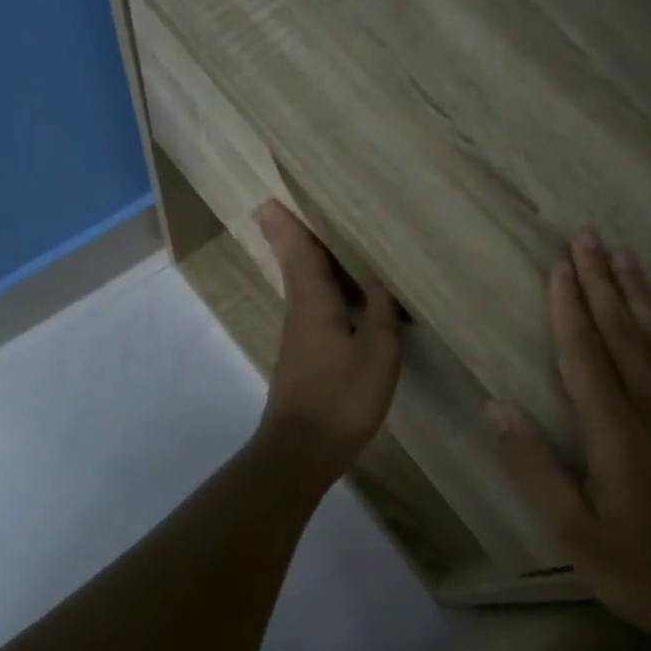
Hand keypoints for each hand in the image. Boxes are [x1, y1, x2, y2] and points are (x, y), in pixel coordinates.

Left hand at [253, 200, 402, 479]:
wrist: (302, 451)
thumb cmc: (341, 397)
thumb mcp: (377, 352)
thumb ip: (382, 312)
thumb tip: (381, 279)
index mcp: (313, 303)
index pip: (299, 253)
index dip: (287, 226)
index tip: (269, 199)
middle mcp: (300, 313)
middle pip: (299, 266)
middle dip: (299, 237)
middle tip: (305, 208)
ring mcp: (300, 338)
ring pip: (308, 289)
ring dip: (317, 264)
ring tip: (340, 243)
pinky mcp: (306, 358)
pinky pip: (318, 312)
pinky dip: (331, 294)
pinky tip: (353, 299)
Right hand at [488, 230, 650, 645]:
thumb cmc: (645, 570)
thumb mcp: (574, 534)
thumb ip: (534, 467)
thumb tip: (497, 406)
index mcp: (615, 432)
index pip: (585, 354)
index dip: (570, 307)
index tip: (560, 266)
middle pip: (624, 332)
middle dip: (602, 281)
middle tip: (588, 236)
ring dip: (640, 293)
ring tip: (624, 254)